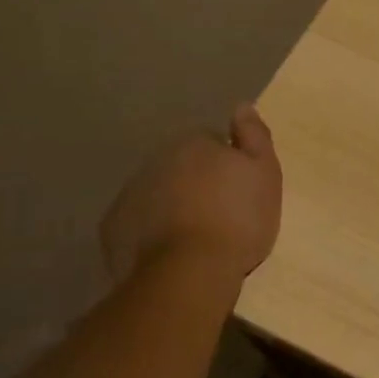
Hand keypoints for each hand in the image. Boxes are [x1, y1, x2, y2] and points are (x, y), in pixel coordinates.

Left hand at [100, 104, 282, 281]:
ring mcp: (129, 193)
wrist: (189, 272)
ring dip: (173, 207)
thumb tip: (242, 106)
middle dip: (198, 184)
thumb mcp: (265, 173)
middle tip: (222, 216)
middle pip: (182, 167)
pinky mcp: (113, 228)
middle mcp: (156, 160)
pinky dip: (151, 232)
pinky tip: (170, 252)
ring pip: (158, 193)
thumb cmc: (237, 219)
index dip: (229, 166)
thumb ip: (254, 135)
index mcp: (193, 143)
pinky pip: (138, 223)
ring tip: (196, 238)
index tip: (240, 191)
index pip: (212, 143)